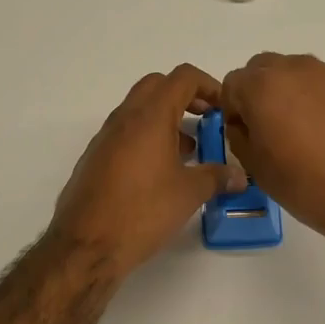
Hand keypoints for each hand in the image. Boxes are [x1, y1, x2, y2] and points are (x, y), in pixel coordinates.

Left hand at [51, 64, 246, 276]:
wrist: (85, 245)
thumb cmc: (142, 211)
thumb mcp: (189, 194)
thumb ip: (217, 177)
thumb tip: (239, 175)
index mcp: (149, 116)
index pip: (182, 77)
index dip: (209, 85)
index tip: (224, 108)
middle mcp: (124, 118)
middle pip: (158, 86)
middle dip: (186, 97)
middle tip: (207, 121)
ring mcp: (106, 137)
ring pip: (139, 110)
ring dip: (166, 119)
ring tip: (189, 151)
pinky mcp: (96, 158)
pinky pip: (126, 133)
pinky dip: (148, 138)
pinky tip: (162, 173)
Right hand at [220, 53, 324, 253]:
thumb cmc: (307, 185)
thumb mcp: (256, 167)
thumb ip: (239, 136)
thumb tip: (244, 123)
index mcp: (262, 86)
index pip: (232, 84)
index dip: (233, 110)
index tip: (244, 135)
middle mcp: (294, 69)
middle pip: (262, 69)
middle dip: (257, 93)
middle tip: (268, 129)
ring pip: (294, 73)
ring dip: (287, 93)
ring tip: (300, 132)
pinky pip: (322, 84)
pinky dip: (316, 100)